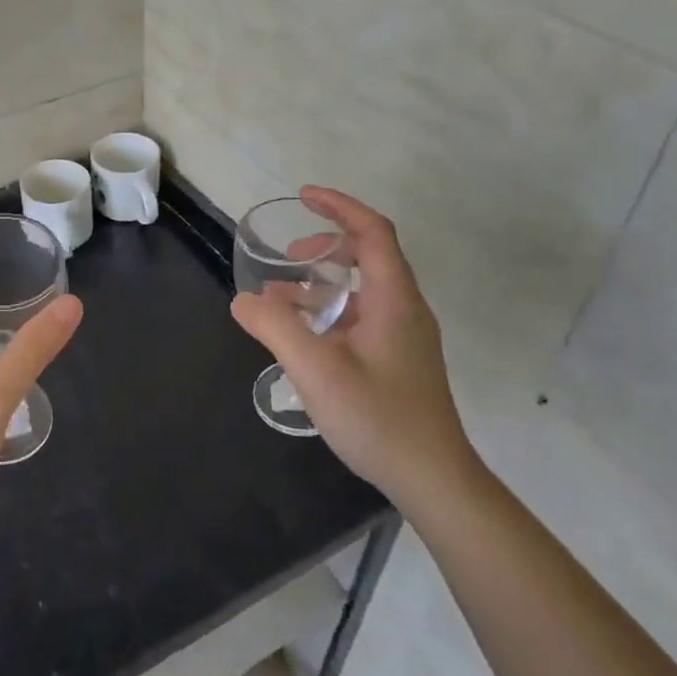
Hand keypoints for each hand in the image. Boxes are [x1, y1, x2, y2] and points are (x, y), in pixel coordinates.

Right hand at [231, 186, 478, 510]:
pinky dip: (329, 311)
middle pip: (369, 255)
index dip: (339, 206)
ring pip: (362, 290)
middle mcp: (404, 309)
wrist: (433, 479)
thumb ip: (275, 327)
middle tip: (288, 257)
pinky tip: (302, 337)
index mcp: (393, 299)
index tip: (303, 196)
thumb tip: (243, 299)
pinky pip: (361, 316)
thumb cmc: (378, 418)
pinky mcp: (398, 360)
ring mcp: (404, 336)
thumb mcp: (316, 369)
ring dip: (322, 283)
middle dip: (325, 245)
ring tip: (280, 299)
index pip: (373, 231)